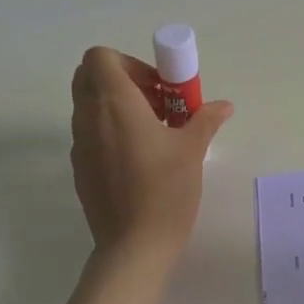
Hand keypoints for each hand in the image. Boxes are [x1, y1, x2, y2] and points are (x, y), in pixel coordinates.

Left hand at [70, 47, 232, 258]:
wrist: (134, 246)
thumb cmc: (164, 190)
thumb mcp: (192, 149)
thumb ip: (205, 119)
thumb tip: (223, 105)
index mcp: (114, 103)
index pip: (100, 57)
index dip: (129, 63)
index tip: (157, 87)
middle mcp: (89, 118)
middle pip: (89, 76)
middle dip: (122, 80)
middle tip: (155, 103)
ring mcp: (79, 144)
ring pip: (89, 105)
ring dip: (118, 106)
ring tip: (153, 132)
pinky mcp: (80, 168)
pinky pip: (90, 133)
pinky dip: (110, 131)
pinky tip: (140, 158)